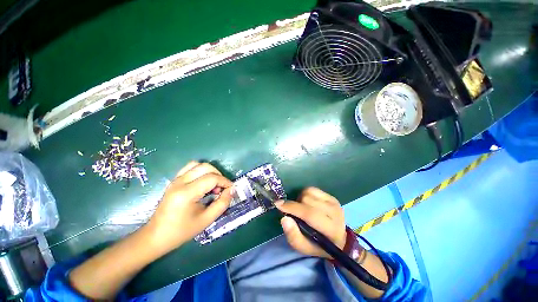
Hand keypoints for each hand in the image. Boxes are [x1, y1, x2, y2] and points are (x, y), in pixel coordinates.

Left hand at [146, 161, 233, 253]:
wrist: (156, 236)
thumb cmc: (182, 231)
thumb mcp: (207, 220)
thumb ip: (223, 203)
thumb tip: (232, 190)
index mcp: (187, 193)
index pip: (212, 178)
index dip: (225, 182)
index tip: (231, 189)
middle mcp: (180, 182)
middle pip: (206, 167)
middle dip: (219, 175)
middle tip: (222, 188)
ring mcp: (175, 180)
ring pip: (197, 164)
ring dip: (210, 171)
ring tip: (213, 184)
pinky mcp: (174, 181)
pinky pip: (189, 168)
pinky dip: (200, 171)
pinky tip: (203, 182)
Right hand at [275, 187, 345, 258]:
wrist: (339, 239)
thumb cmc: (319, 245)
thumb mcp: (305, 248)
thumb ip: (293, 236)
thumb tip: (284, 218)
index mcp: (330, 229)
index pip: (310, 214)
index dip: (293, 207)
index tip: (278, 204)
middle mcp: (335, 213)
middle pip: (307, 200)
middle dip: (295, 205)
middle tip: (293, 213)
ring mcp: (334, 202)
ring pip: (308, 192)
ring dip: (300, 199)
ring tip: (301, 208)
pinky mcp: (331, 197)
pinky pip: (312, 189)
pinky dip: (305, 194)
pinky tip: (307, 203)